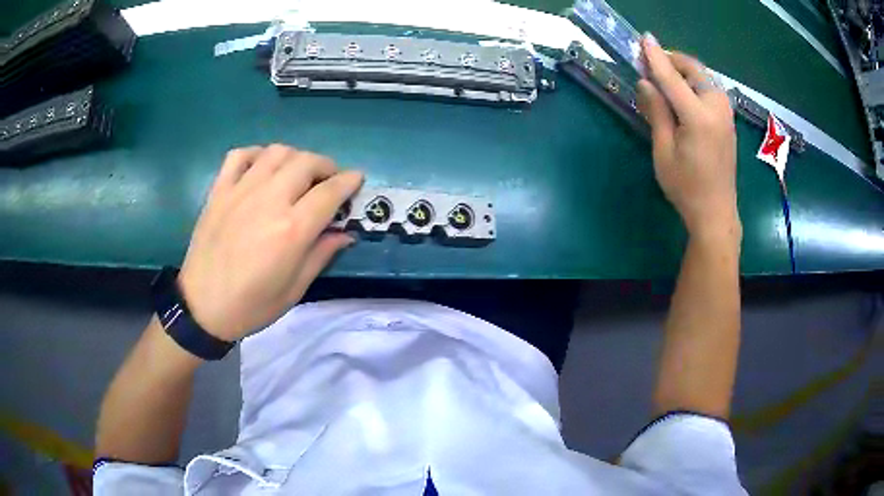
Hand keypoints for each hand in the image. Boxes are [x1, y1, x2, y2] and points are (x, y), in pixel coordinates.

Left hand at [178, 144, 362, 341]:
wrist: (202, 307)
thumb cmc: (251, 305)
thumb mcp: (294, 289)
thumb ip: (321, 255)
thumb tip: (346, 233)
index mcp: (291, 230)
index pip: (330, 192)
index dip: (349, 181)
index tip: (357, 179)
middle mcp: (268, 201)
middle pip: (306, 162)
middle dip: (326, 166)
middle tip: (329, 180)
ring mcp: (240, 191)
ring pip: (276, 152)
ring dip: (295, 157)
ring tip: (298, 173)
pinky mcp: (219, 190)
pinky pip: (240, 155)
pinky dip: (257, 154)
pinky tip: (262, 168)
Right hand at [636, 34, 740, 238]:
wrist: (717, 213)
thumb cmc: (686, 188)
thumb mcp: (664, 152)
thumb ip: (656, 112)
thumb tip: (645, 82)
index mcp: (699, 117)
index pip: (672, 77)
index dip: (655, 57)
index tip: (643, 39)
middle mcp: (717, 108)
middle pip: (694, 69)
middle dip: (672, 61)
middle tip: (650, 66)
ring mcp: (726, 113)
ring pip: (703, 77)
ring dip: (683, 72)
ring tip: (664, 81)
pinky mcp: (728, 120)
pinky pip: (709, 90)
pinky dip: (693, 84)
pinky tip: (682, 94)